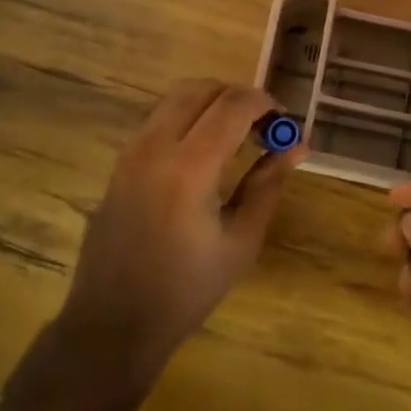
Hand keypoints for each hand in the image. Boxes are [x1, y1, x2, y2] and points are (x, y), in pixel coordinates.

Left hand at [61, 79, 305, 377]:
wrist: (113, 322)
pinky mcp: (121, 160)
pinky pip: (160, 116)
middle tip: (263, 127)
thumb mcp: (241, 241)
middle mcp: (156, 145)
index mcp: (189, 168)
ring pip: (177, 96)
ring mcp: (132, 149)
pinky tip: (205, 150)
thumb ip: (268, 184)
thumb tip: (298, 145)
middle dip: (239, 97)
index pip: (233, 105)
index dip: (265, 103)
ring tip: (237, 135)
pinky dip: (189, 115)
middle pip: (202, 88)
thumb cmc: (186, 289)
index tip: (285, 122)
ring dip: (212, 102)